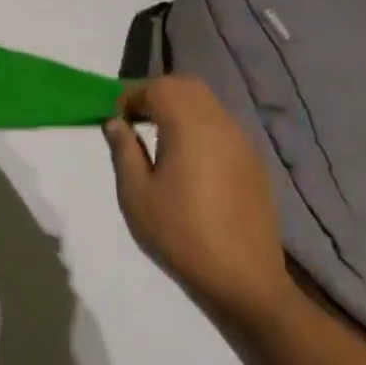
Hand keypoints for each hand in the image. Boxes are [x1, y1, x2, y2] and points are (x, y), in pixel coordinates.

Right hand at [104, 75, 295, 335]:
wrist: (241, 278)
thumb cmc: (179, 233)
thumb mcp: (136, 193)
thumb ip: (124, 150)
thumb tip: (115, 122)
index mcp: (191, 129)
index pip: (160, 88)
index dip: (131, 96)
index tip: (114, 119)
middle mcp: (221, 126)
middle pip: (188, 86)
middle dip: (156, 93)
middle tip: (133, 120)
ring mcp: (242, 144)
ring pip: (207, 104)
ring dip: (177, 108)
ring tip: (154, 138)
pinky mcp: (251, 162)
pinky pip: (220, 126)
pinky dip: (196, 126)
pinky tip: (182, 158)